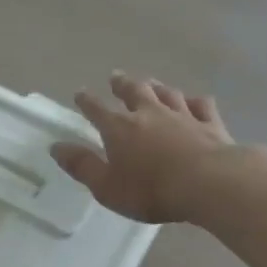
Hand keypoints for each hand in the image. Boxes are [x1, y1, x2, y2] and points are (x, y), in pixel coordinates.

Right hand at [51, 73, 237, 223]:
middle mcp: (150, 114)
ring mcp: (183, 115)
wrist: (209, 183)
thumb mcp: (106, 186)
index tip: (80, 93)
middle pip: (134, 91)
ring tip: (151, 82)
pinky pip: (201, 105)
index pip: (97, 110)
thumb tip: (56, 147)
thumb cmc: (150, 190)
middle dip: (122, 84)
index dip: (87, 101)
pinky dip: (194, 101)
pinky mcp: (210, 124)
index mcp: (120, 129)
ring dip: (156, 87)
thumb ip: (82, 166)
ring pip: (167, 93)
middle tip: (116, 76)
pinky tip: (193, 101)